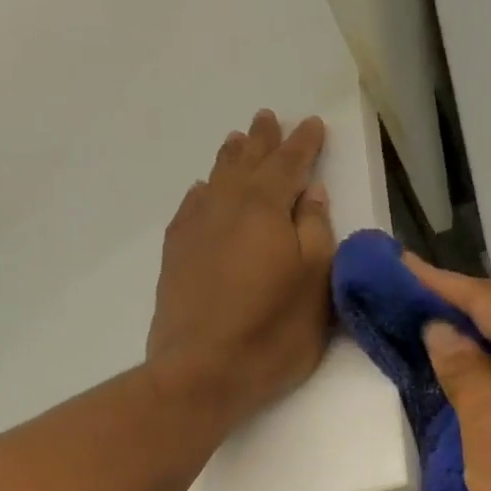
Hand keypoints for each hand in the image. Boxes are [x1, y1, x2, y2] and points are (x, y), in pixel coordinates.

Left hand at [147, 110, 335, 428]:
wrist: (201, 372)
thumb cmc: (272, 332)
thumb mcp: (316, 283)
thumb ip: (316, 231)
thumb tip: (311, 192)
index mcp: (266, 207)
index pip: (289, 163)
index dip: (303, 143)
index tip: (311, 124)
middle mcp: (226, 207)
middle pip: (247, 163)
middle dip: (262, 141)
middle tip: (267, 118)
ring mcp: (194, 230)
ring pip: (215, 180)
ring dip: (230, 159)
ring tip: (237, 141)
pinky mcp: (174, 257)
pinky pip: (190, 207)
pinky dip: (202, 192)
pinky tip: (202, 191)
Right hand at [404, 253, 490, 490]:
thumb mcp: (490, 430)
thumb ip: (464, 372)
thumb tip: (443, 330)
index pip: (490, 300)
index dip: (441, 284)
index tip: (399, 263)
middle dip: (455, 310)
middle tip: (401, 298)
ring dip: (473, 344)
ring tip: (422, 328)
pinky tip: (463, 375)